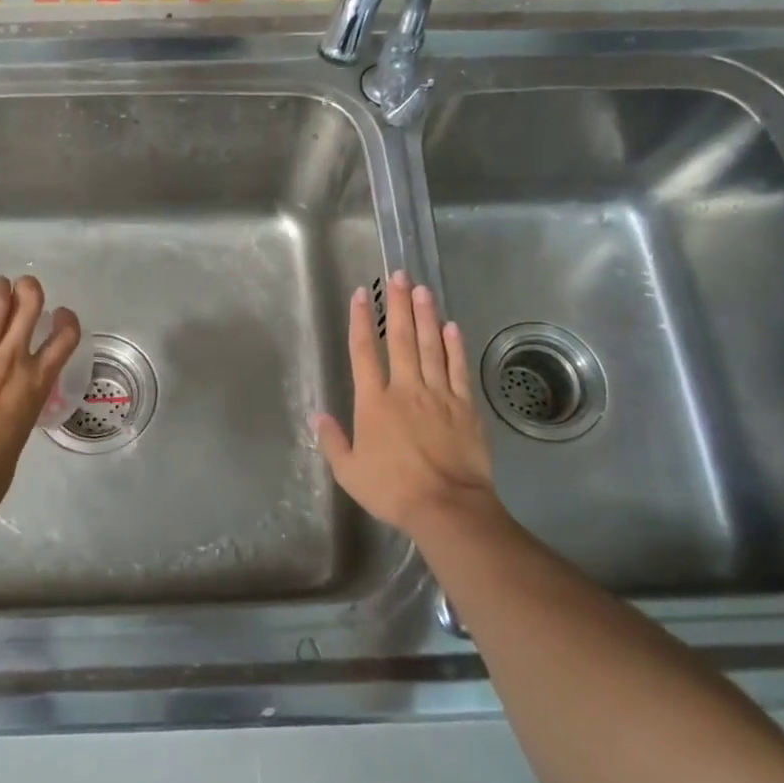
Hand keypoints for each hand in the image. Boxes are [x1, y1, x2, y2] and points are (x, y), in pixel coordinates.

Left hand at [0, 275, 80, 521]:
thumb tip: (14, 392)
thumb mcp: (22, 430)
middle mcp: (11, 360)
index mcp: (37, 383)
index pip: (66, 336)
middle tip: (19, 292)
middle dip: (27, 289)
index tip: (59, 316)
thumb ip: (23, 401)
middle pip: (29, 303)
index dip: (66, 319)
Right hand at [313, 271, 503, 541]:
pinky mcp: (464, 406)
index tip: (360, 295)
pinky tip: (451, 326)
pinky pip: (457, 368)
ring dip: (425, 316)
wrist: (447, 506)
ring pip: (430, 346)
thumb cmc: (392, 490)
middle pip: (400, 339)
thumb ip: (333, 441)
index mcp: (374, 403)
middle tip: (398, 276)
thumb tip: (319, 417)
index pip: (364, 352)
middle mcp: (405, 389)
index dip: (361, 321)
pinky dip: (454, 346)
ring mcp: (438, 394)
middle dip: (397, 305)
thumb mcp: (349, 472)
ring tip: (422, 289)